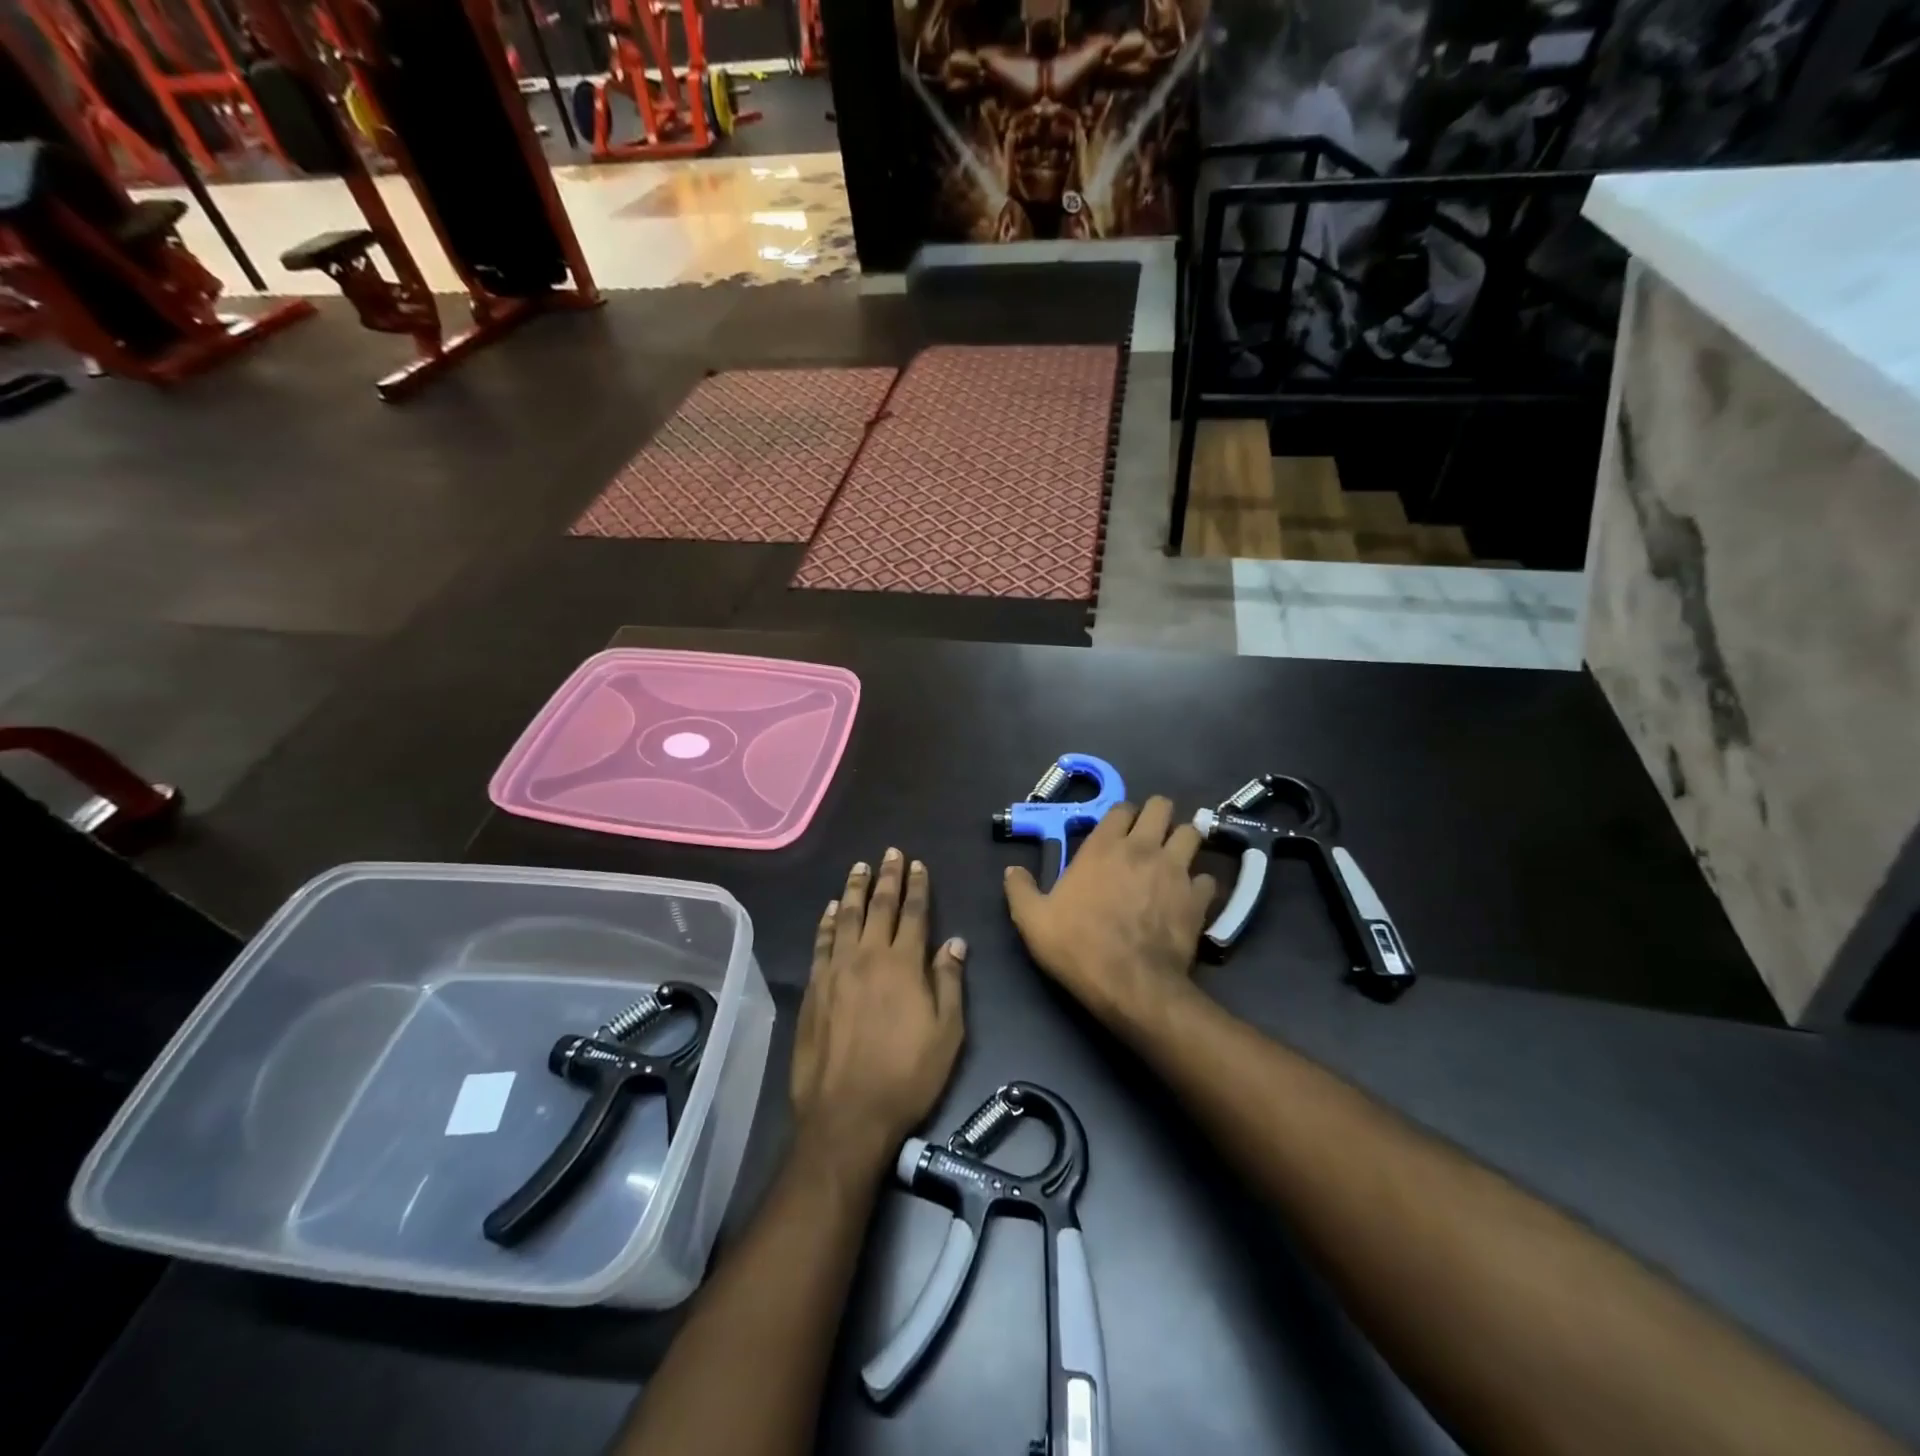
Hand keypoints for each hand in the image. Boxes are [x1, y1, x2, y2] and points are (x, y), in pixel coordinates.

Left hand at [792, 849, 966, 1172]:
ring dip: (854, 889)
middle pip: (878, 906)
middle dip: (887, 877)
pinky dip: (827, 921)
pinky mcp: (813, 988)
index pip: (914, 914)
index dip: (916, 887)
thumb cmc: (906, 1076)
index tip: (917, 864)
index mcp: (904, 964)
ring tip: (859, 867)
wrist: (846, 1113)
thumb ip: (949, 982)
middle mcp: (868, 956)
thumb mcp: (947, 1033)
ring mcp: (836, 970)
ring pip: (846, 917)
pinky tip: (831, 909)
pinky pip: (821, 943)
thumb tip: (954, 942)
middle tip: (890, 853)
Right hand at [1003, 796, 1215, 1028]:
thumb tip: (1012, 870)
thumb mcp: (1033, 920)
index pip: (1121, 807)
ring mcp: (1175, 870)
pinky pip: (1207, 878)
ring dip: (1184, 842)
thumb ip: (1020, 890)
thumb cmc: (1078, 946)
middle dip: (1158, 815)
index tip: (1116, 831)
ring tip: (1175, 858)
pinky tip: (1189, 897)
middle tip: (1150, 835)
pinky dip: (1200, 884)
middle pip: (1162, 807)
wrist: (1130, 985)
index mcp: (1103, 847)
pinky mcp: (1198, 898)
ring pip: (1192, 834)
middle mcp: (1143, 848)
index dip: (1121, 815)